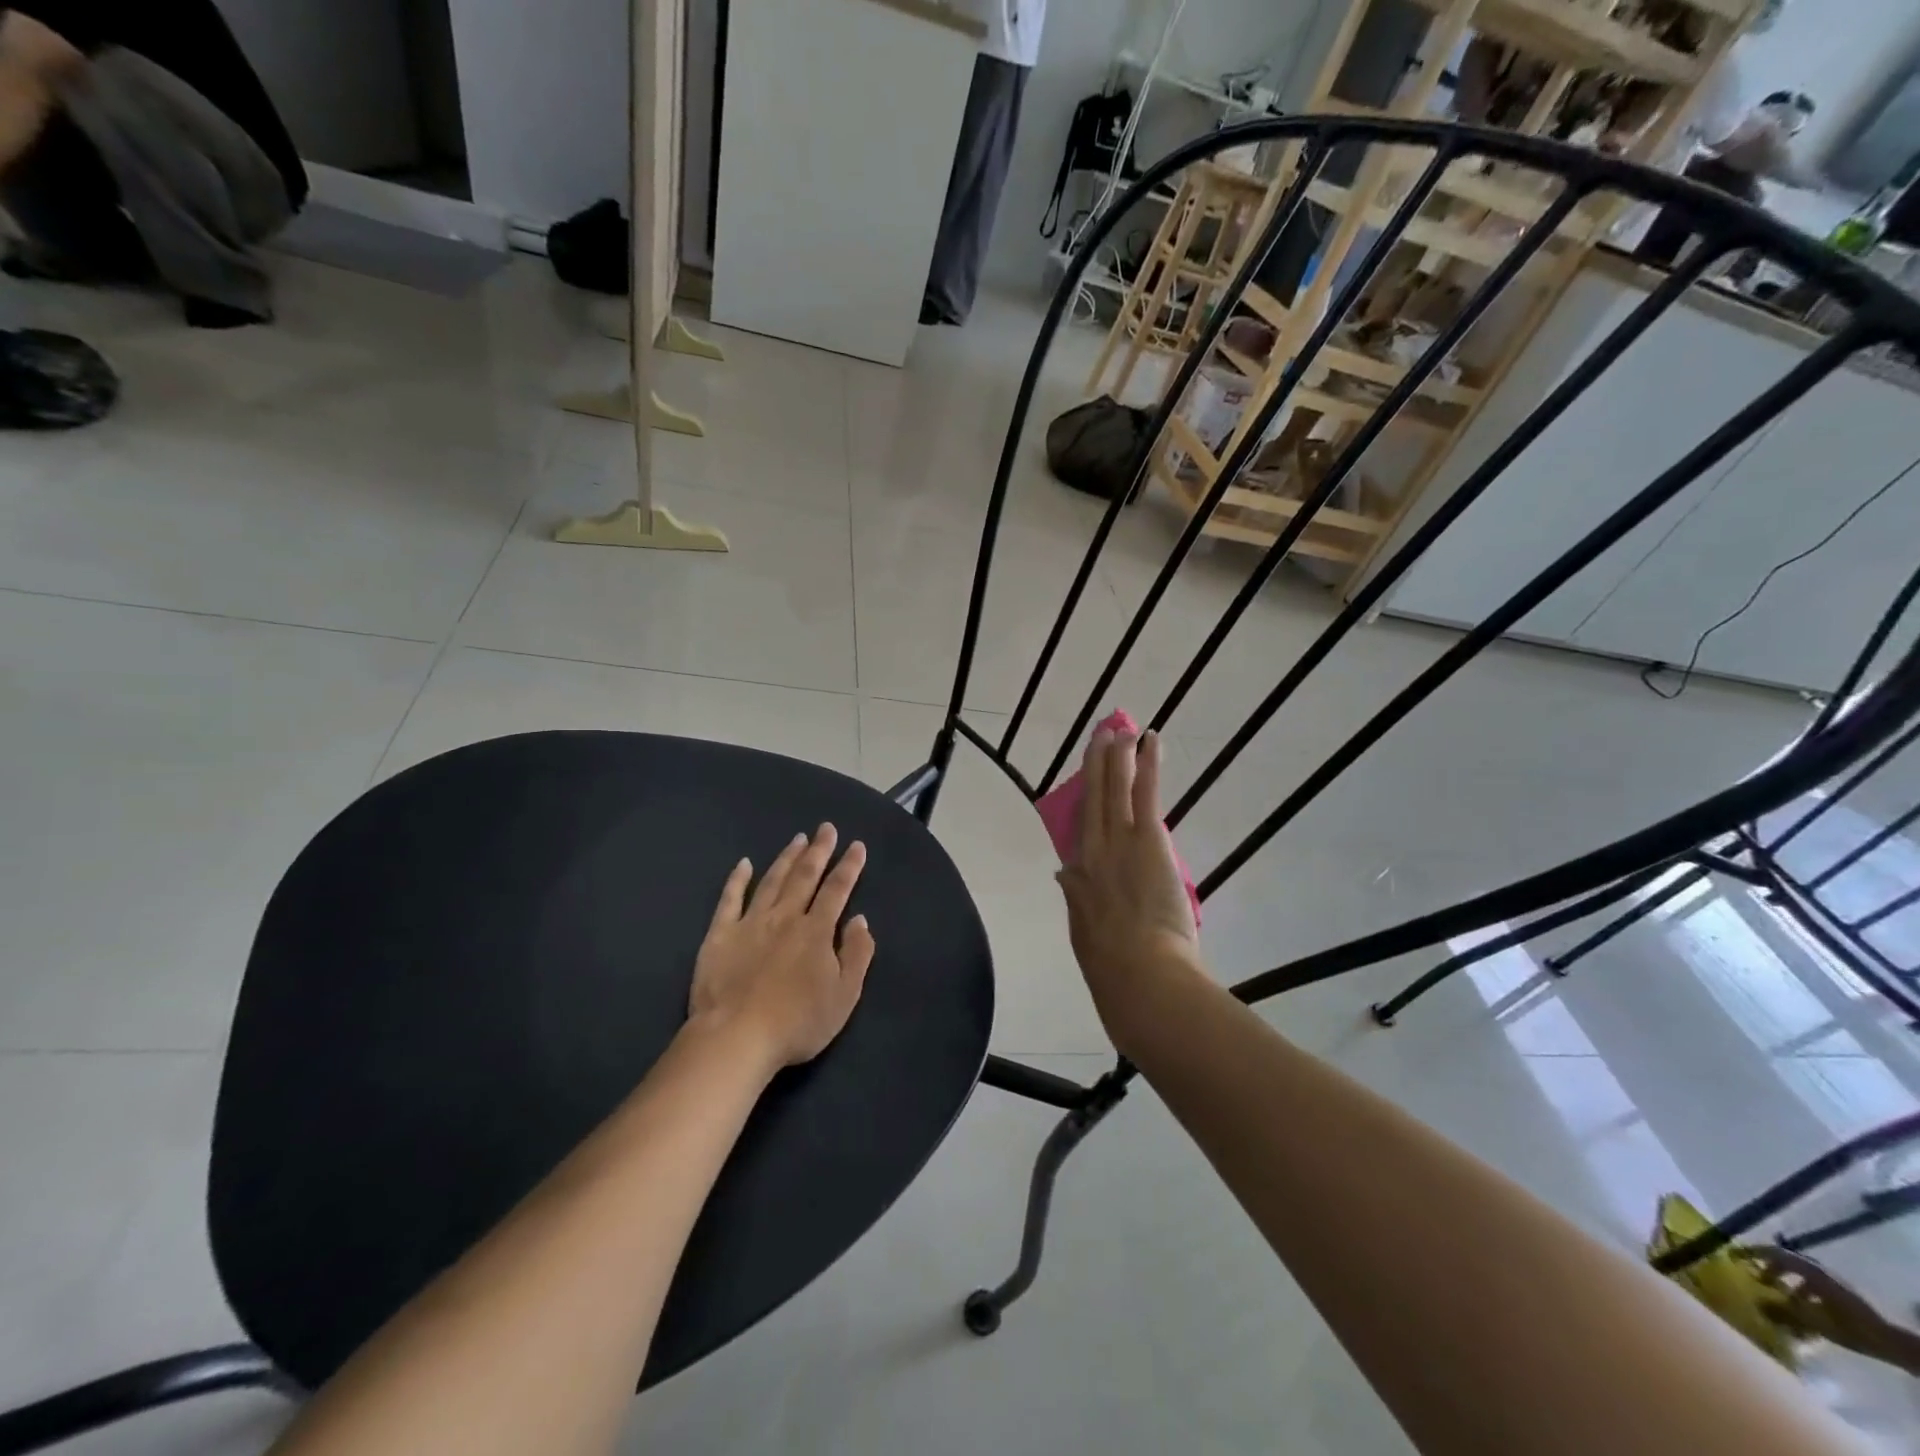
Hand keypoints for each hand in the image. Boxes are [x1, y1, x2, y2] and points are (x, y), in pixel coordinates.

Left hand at [689, 823, 875, 1072]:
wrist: (737, 1037)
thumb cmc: (798, 1022)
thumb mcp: (844, 996)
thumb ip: (857, 954)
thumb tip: (860, 920)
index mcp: (816, 931)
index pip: (837, 890)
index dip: (849, 866)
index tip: (856, 845)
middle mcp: (785, 917)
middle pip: (805, 877)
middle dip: (819, 850)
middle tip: (826, 828)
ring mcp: (750, 923)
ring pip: (772, 882)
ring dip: (786, 858)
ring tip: (797, 839)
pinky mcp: (720, 935)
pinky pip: (729, 900)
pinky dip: (737, 880)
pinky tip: (744, 864)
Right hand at [1056, 726, 1200, 1045]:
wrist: (1139, 976)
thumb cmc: (1115, 969)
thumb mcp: (1085, 935)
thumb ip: (1078, 901)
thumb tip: (1063, 874)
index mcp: (1077, 880)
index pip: (1078, 833)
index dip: (1080, 804)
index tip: (1083, 786)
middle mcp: (1091, 853)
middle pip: (1090, 801)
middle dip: (1094, 768)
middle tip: (1098, 738)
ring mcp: (1117, 843)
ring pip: (1113, 789)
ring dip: (1116, 758)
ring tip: (1119, 731)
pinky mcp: (1146, 838)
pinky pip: (1144, 792)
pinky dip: (1147, 764)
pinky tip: (1149, 740)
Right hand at [1752, 1247, 1907, 1364]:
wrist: (1893, 1344)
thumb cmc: (1850, 1327)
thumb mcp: (1814, 1321)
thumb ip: (1782, 1310)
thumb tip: (1754, 1302)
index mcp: (1810, 1270)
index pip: (1774, 1252)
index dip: (1753, 1252)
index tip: (1735, 1255)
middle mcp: (1820, 1270)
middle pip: (1788, 1261)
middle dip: (1771, 1268)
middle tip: (1758, 1278)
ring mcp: (1835, 1282)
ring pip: (1803, 1275)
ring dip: (1788, 1281)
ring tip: (1780, 1296)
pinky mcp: (1844, 1294)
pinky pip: (1815, 1285)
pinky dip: (1804, 1291)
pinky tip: (1804, 1308)